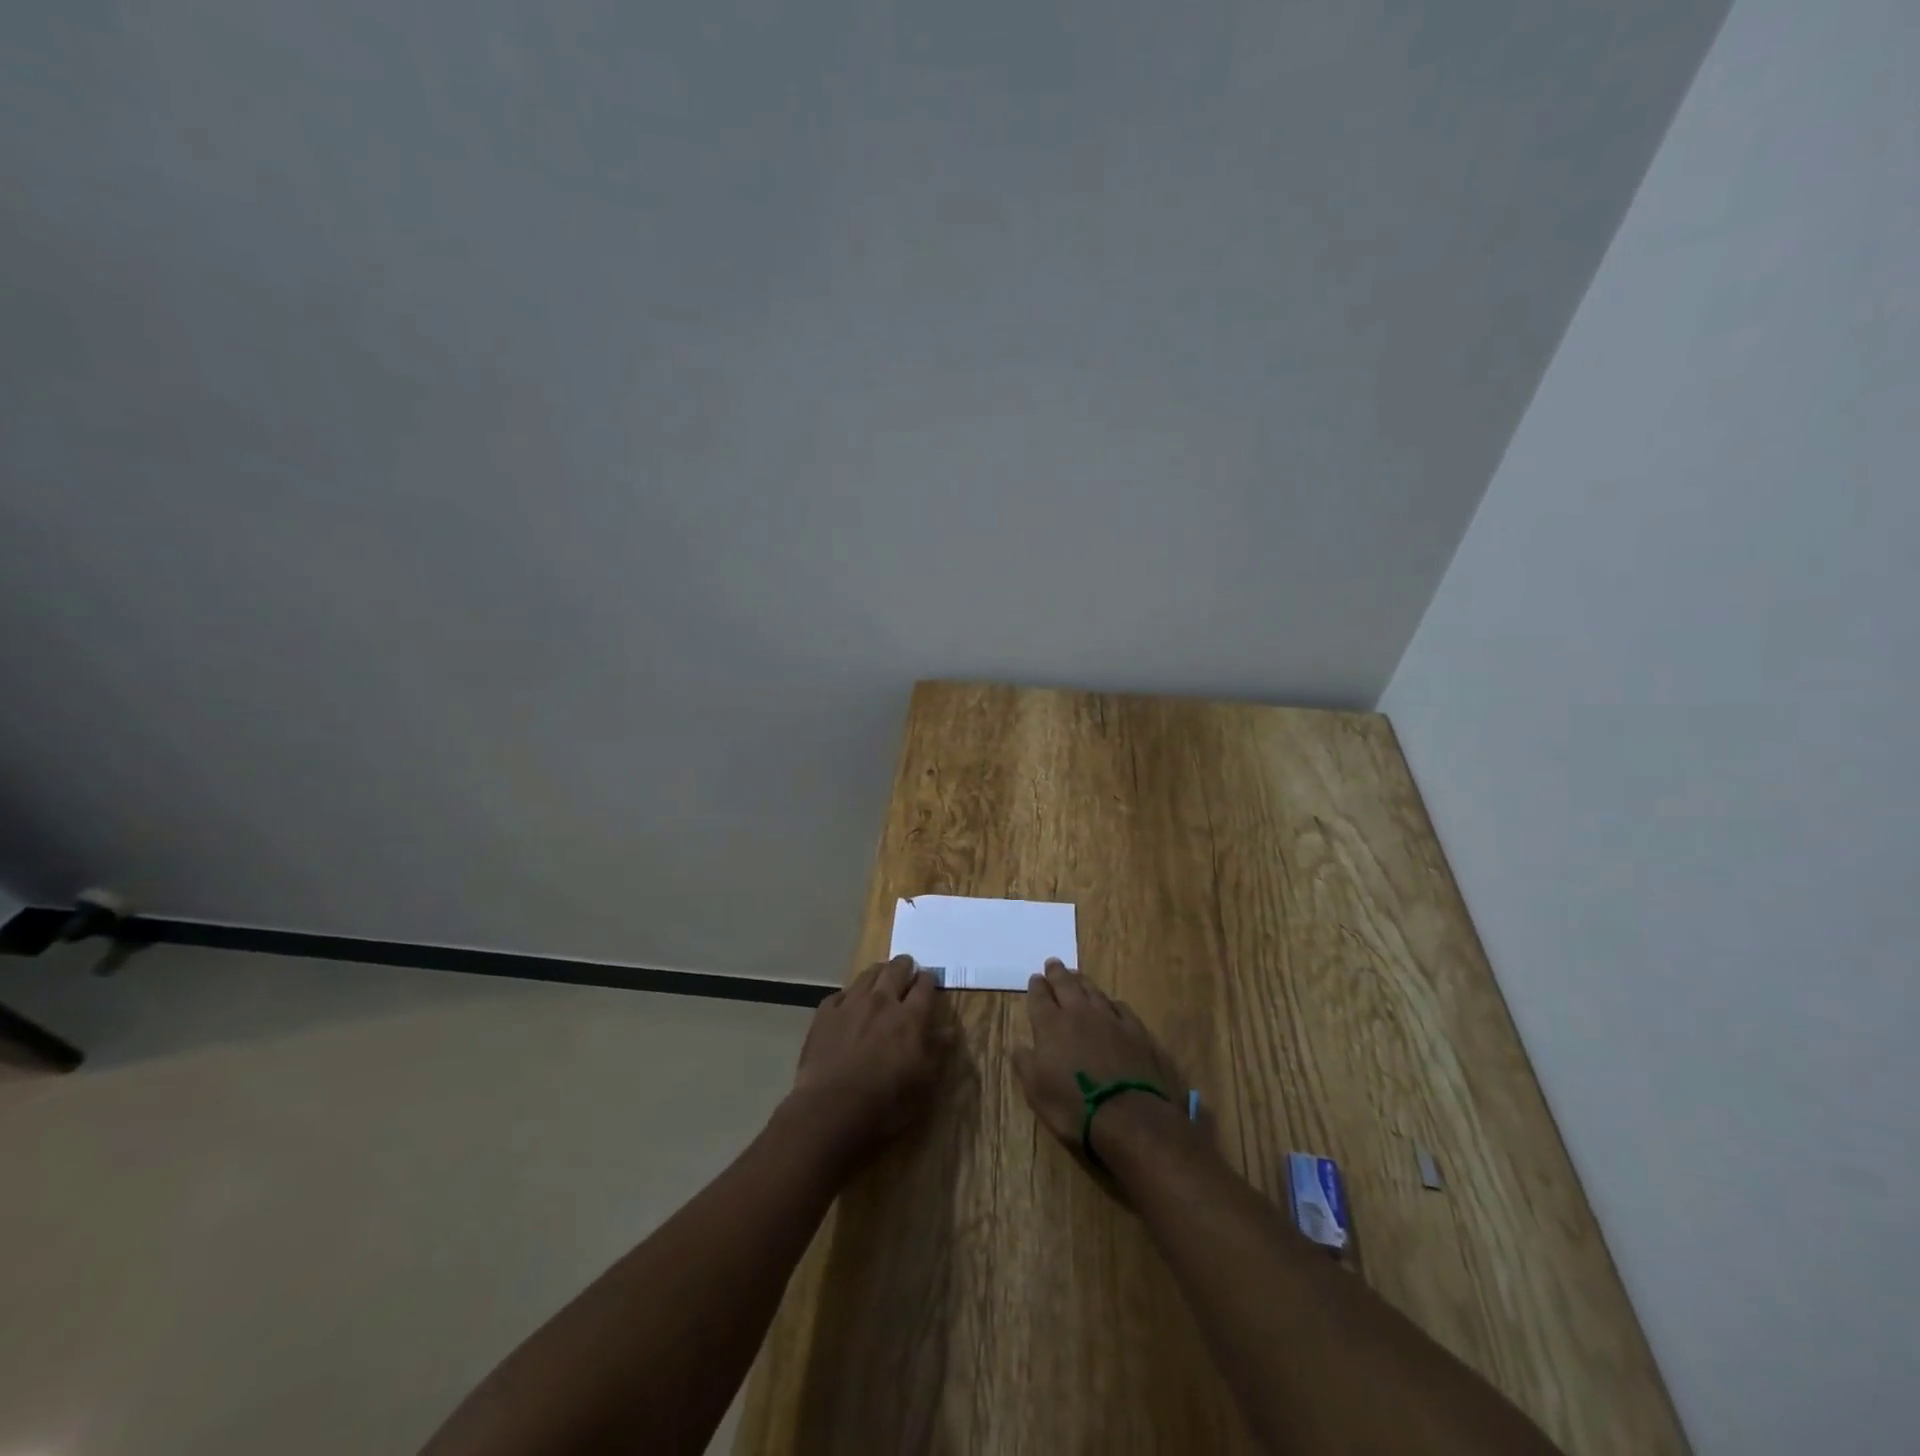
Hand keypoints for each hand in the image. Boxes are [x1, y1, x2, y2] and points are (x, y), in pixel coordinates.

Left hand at [788, 955, 946, 1161]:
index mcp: (910, 1017)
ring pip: (868, 974)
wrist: (830, 1109)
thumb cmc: (885, 1101)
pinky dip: (848, 994)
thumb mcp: (923, 1083)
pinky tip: (848, 1002)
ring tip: (881, 975)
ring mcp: (851, 1004)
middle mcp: (882, 1001)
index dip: (929, 979)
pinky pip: (839, 994)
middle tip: (907, 966)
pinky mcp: (825, 1014)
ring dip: (878, 972)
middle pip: (896, 969)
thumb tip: (950, 1029)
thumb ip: (938, 1051)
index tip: (930, 979)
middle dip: (905, 965)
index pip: (924, 986)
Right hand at [1011, 959, 1187, 1157]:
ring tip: (1077, 975)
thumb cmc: (1074, 1106)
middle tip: (1053, 963)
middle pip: (1066, 985)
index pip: (1040, 998)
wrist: (1128, 1115)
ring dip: (1082, 981)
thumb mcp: (1036, 1091)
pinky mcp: (1135, 1031)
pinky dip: (1110, 1003)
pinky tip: (1110, 1004)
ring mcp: (1109, 1019)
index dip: (1036, 987)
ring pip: (1093, 991)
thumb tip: (1018, 1044)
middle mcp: (1079, 1013)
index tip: (1034, 978)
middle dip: (1057, 973)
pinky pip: (1119, 1008)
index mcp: (1051, 1025)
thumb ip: (1024, 1063)